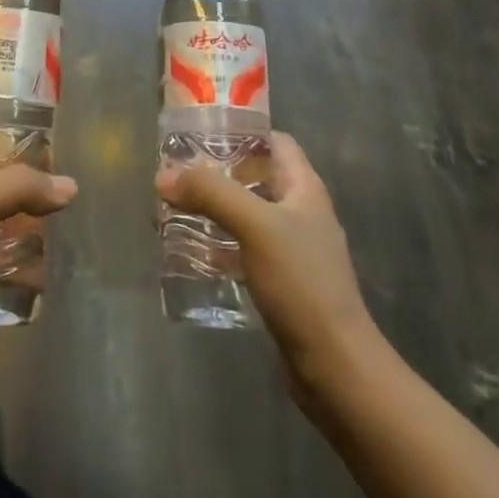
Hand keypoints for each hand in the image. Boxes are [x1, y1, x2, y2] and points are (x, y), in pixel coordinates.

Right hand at [156, 132, 382, 406]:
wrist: (334, 365)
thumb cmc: (301, 283)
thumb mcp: (255, 226)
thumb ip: (211, 194)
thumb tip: (163, 176)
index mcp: (304, 188)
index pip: (275, 142)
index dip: (241, 132)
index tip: (200, 133)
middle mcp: (300, 212)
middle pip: (256, 177)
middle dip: (217, 172)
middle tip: (176, 173)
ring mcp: (292, 249)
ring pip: (247, 214)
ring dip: (213, 209)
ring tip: (173, 209)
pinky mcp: (281, 282)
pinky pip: (244, 249)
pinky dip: (218, 245)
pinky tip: (191, 253)